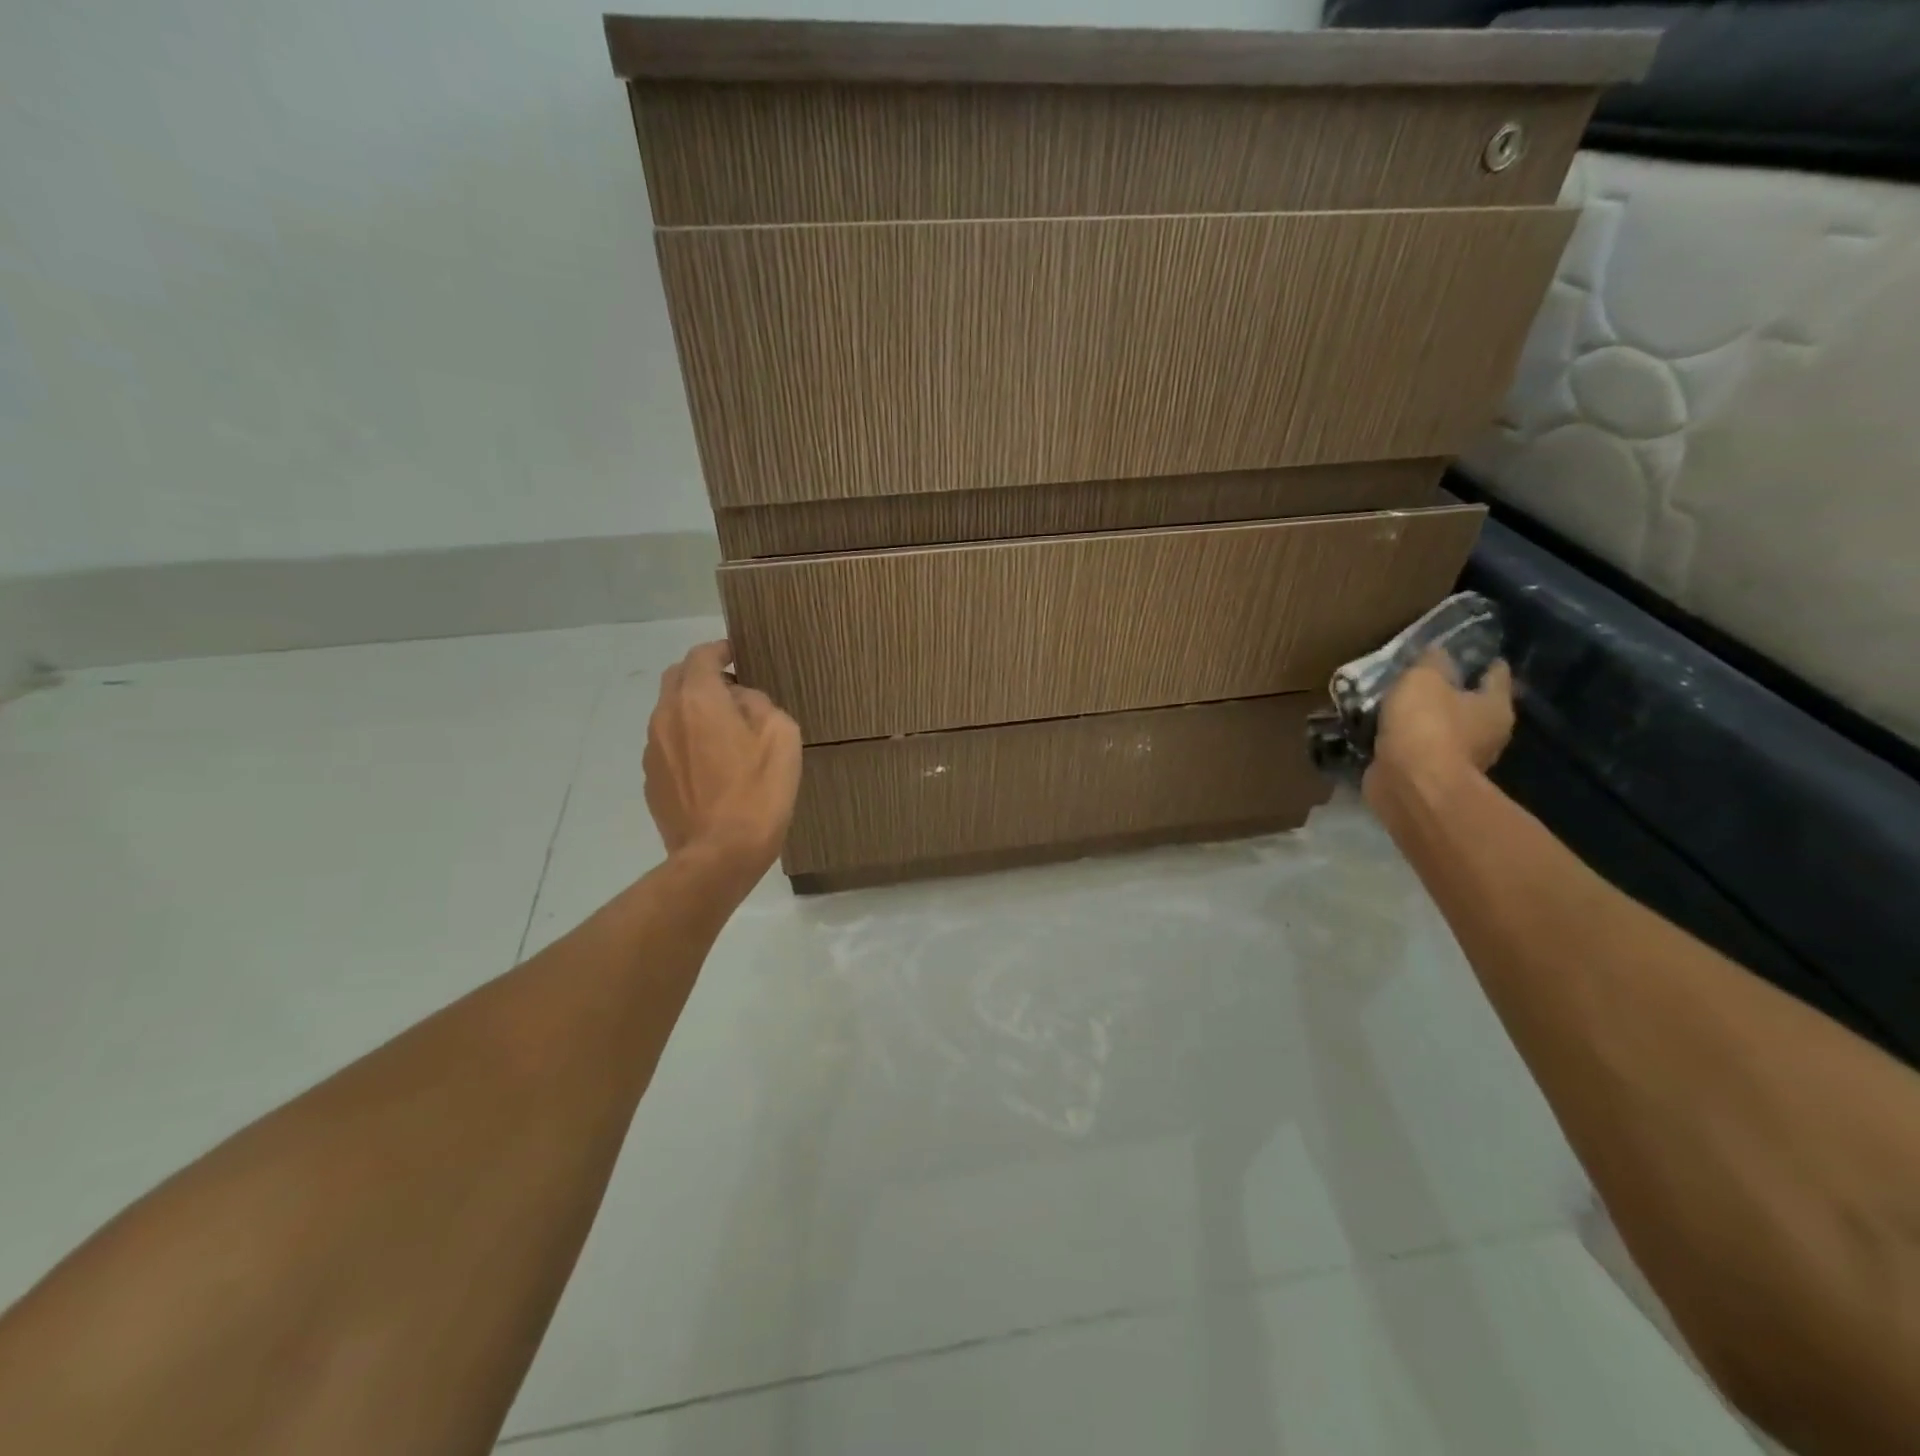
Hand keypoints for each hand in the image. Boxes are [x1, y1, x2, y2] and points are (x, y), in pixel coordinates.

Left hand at [644, 642, 801, 882]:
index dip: (720, 650)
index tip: (737, 655)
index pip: (700, 656)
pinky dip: (686, 742)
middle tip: (733, 692)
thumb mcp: (781, 737)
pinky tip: (711, 767)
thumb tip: (741, 699)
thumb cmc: (758, 792)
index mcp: (698, 700)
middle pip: (677, 679)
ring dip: (694, 711)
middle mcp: (666, 717)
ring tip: (725, 733)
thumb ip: (759, 704)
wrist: (719, 855)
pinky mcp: (652, 781)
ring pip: (670, 713)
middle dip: (702, 677)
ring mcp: (653, 751)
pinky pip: (668, 746)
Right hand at [1365, 650, 1514, 808]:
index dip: (1481, 660)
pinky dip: (1405, 741)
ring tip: (1396, 704)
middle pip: (1471, 703)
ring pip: (1442, 728)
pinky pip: (1418, 749)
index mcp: (1494, 706)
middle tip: (1422, 676)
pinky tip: (1384, 732)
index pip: (1496, 673)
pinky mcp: (1430, 776)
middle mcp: (1487, 733)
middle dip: (1449, 691)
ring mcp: (1459, 759)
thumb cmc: (1426, 726)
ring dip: (1424, 719)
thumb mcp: (1424, 679)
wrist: (1410, 785)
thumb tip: (1438, 652)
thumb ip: (1431, 662)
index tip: (1464, 649)